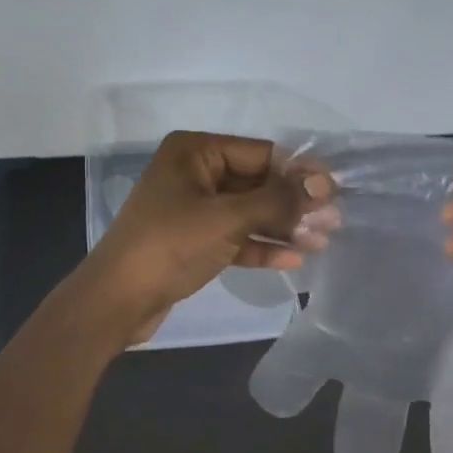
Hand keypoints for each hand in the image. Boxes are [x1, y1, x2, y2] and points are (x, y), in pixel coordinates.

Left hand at [82, 131, 330, 343]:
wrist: (118, 300)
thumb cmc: (171, 245)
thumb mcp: (228, 218)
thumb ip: (278, 200)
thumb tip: (324, 185)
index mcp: (195, 151)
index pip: (261, 153)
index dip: (299, 172)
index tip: (335, 191)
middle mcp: (194, 173)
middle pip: (256, 182)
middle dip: (293, 203)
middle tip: (334, 220)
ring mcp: (192, 208)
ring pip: (248, 212)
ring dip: (282, 227)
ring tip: (322, 241)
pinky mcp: (193, 240)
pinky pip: (234, 236)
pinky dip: (260, 246)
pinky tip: (293, 258)